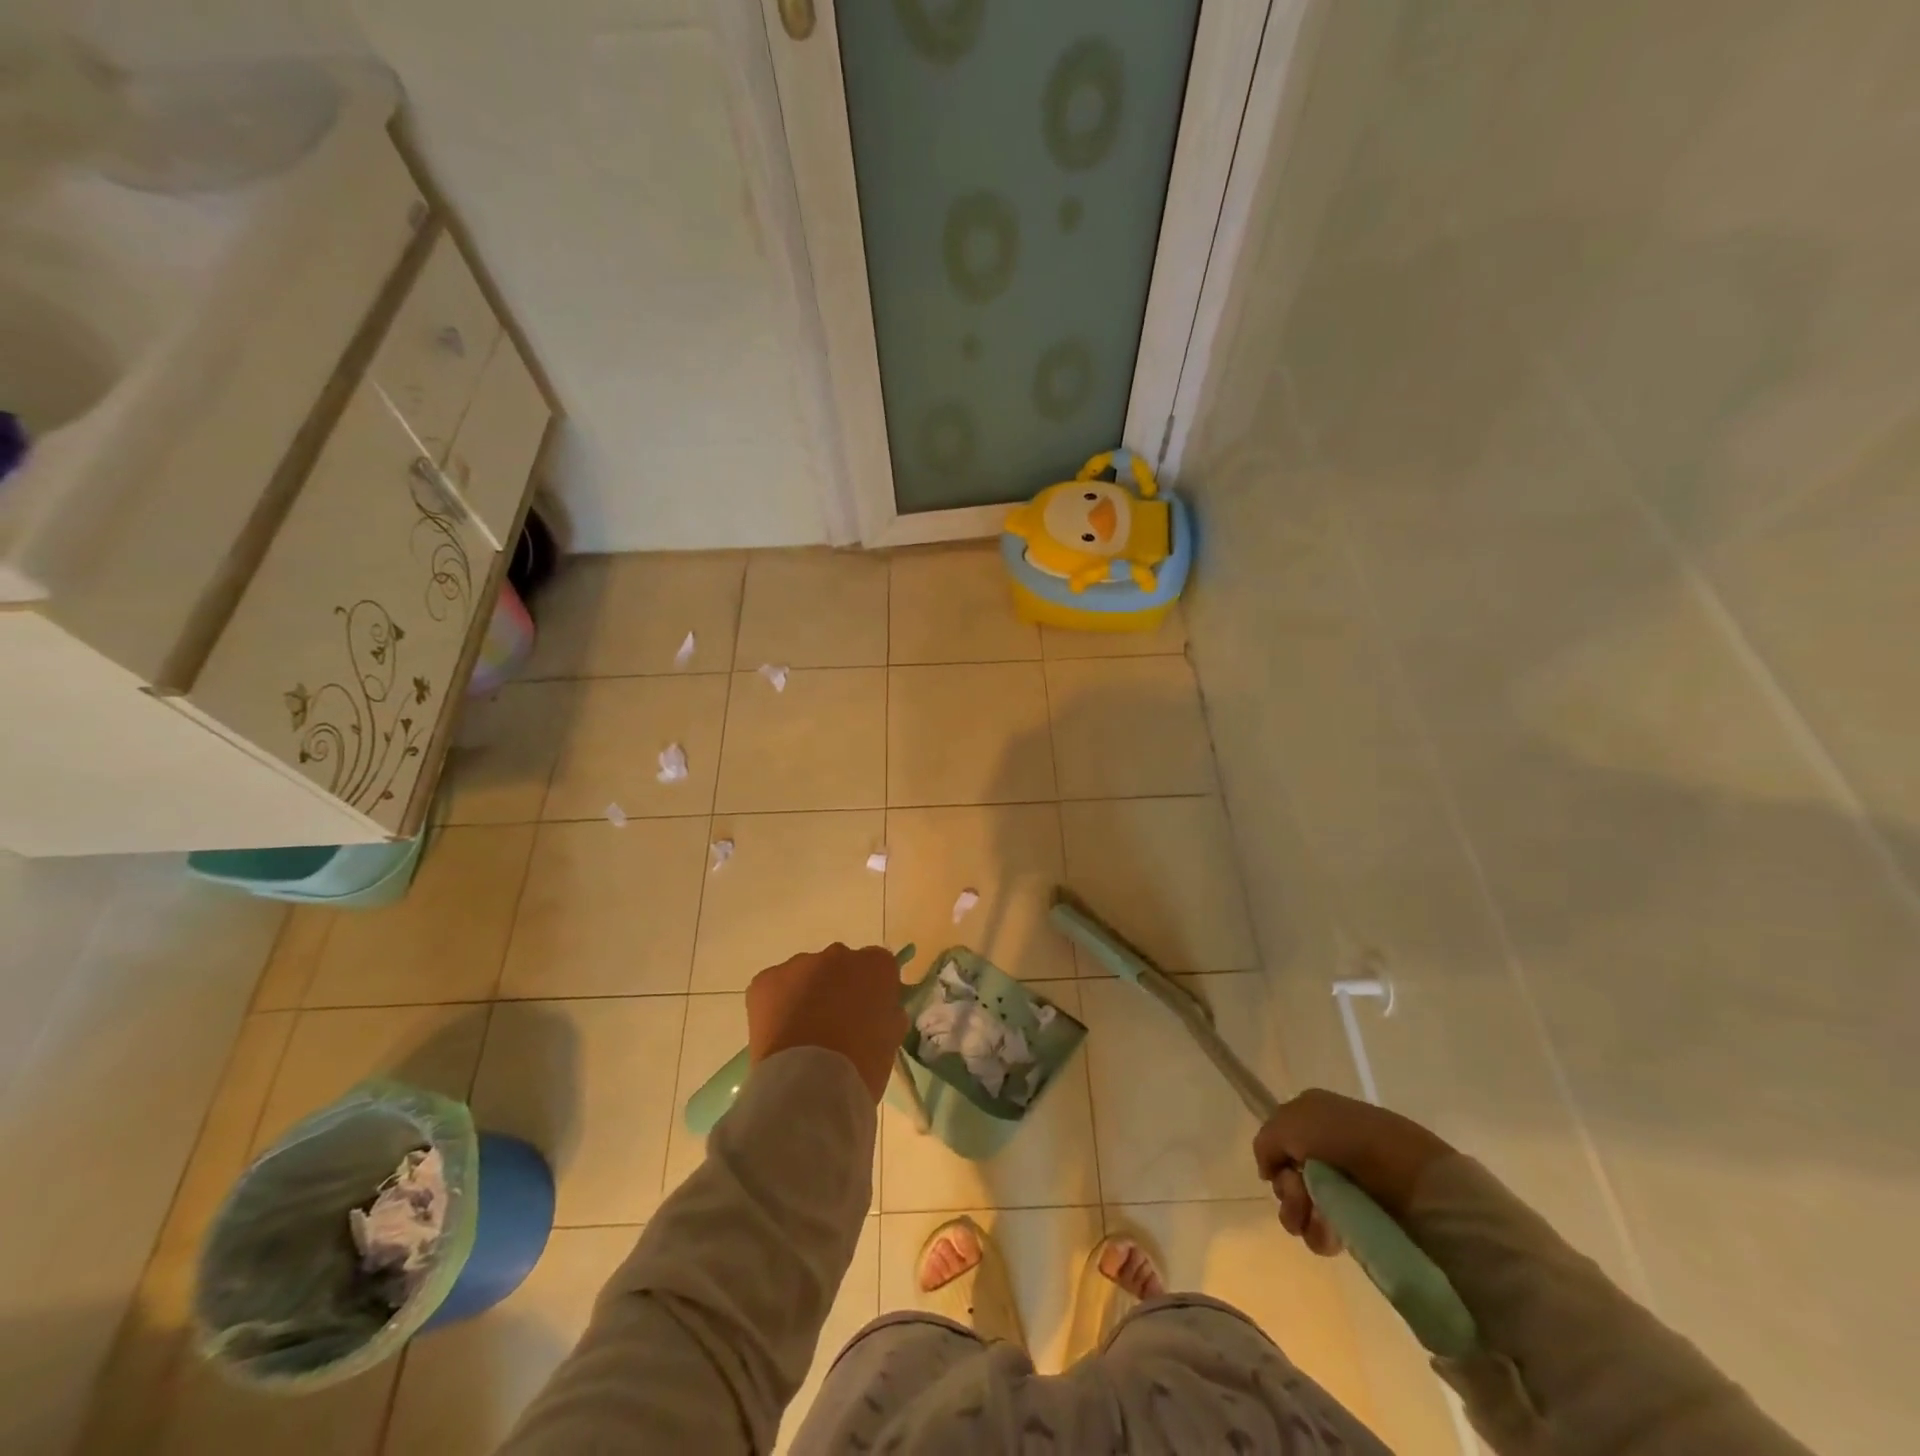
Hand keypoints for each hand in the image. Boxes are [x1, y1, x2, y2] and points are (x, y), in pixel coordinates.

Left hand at [746, 943, 906, 1101]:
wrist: (809, 1085)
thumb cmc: (862, 1066)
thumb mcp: (890, 1040)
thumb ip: (888, 1014)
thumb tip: (880, 1011)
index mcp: (875, 966)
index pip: (878, 965)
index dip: (873, 989)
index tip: (868, 1013)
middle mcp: (839, 955)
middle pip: (840, 966)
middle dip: (838, 988)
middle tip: (834, 1025)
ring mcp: (799, 964)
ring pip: (805, 975)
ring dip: (806, 995)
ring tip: (802, 1035)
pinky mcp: (766, 980)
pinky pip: (775, 987)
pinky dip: (776, 1006)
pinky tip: (779, 1035)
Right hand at [1252, 1089, 1454, 1255]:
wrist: (1407, 1172)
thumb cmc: (1344, 1137)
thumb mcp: (1289, 1123)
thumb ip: (1266, 1143)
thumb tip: (1269, 1172)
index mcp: (1311, 1116)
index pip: (1279, 1142)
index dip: (1275, 1160)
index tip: (1281, 1171)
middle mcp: (1326, 1146)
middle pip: (1288, 1175)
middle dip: (1287, 1192)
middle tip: (1300, 1198)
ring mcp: (1345, 1183)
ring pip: (1303, 1205)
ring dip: (1300, 1216)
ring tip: (1315, 1221)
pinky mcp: (1362, 1216)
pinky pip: (1326, 1229)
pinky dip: (1320, 1234)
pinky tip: (1329, 1236)